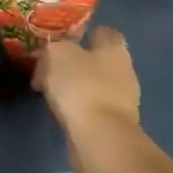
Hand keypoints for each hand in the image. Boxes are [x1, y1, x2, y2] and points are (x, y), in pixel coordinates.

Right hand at [33, 25, 140, 145]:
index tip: (61, 40)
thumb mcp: (57, 54)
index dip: (83, 33)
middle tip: (49, 67)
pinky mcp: (114, 126)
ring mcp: (122, 101)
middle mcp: (124, 72)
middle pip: (98, 60)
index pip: (104, 32)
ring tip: (48, 91)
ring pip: (93, 86)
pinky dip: (77, 108)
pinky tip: (59, 111)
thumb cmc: (82, 86)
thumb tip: (50, 55)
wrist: (100, 139)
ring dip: (74, 87)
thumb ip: (53, 48)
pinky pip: (91, 109)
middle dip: (75, 63)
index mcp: (115, 49)